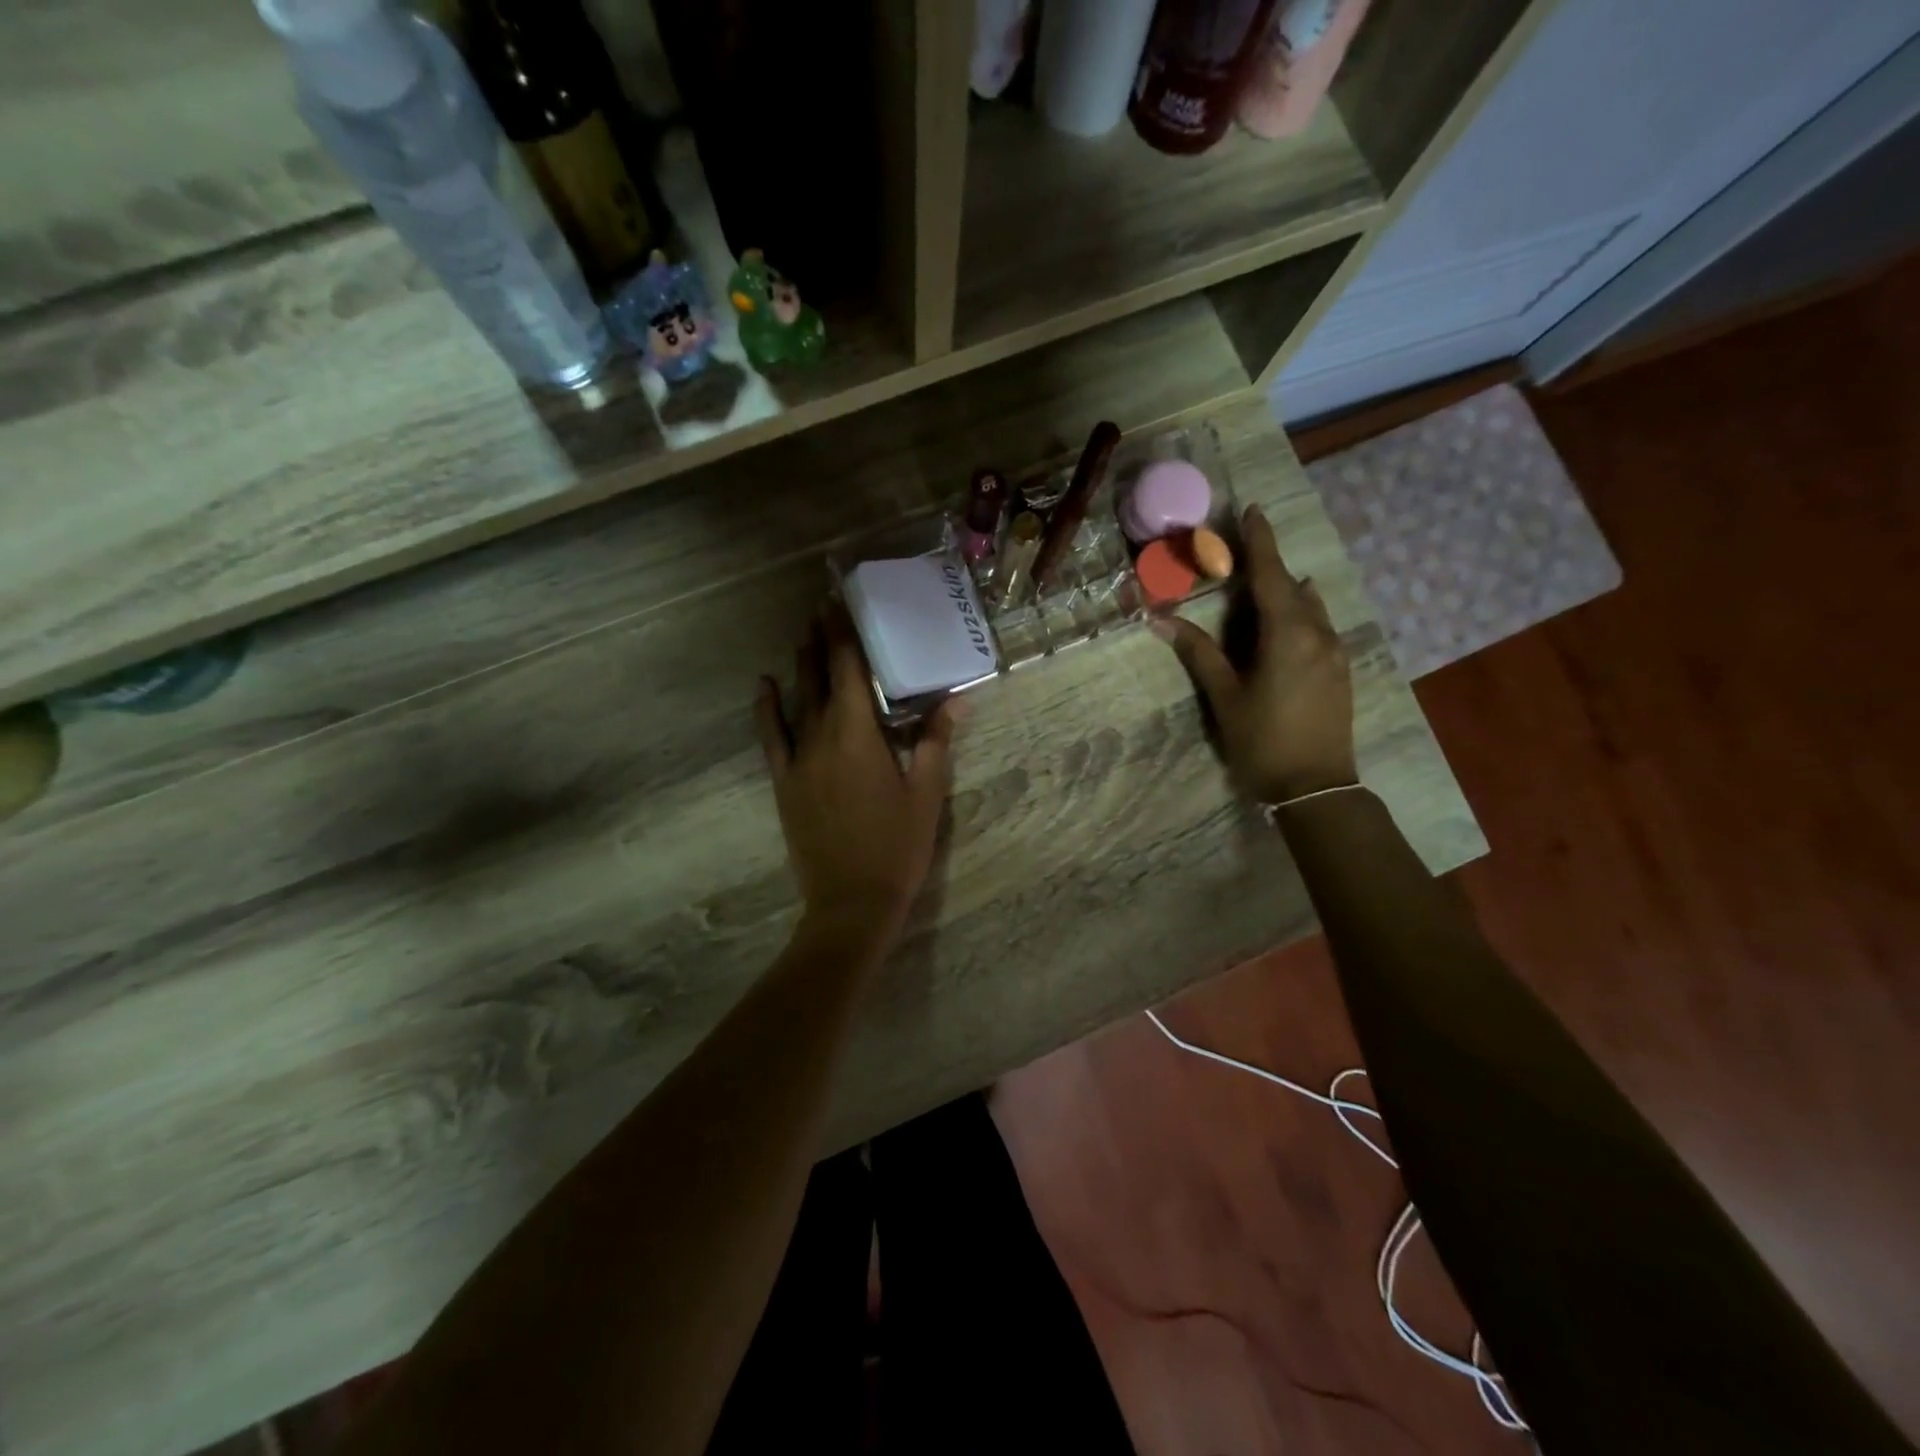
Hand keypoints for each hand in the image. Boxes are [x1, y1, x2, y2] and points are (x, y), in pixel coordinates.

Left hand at [754, 611, 956, 950]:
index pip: (850, 670)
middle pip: (820, 677)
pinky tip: (764, 685)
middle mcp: (822, 736)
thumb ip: (935, 741)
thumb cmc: (896, 847)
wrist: (851, 902)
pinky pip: (771, 736)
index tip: (839, 602)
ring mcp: (798, 760)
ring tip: (803, 634)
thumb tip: (955, 698)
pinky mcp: (785, 783)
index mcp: (858, 735)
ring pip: (797, 700)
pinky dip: (766, 708)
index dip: (844, 634)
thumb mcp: (925, 794)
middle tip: (822, 606)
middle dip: (822, 640)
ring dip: (801, 665)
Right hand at [1153, 505, 1357, 803]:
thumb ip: (1199, 653)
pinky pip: (1319, 627)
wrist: (1315, 787)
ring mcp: (1334, 652)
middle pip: (1292, 587)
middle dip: (1269, 566)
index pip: (1271, 575)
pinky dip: (1300, 614)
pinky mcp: (1340, 671)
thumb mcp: (1225, 696)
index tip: (1251, 511)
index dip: (1260, 542)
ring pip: (1310, 607)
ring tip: (1265, 586)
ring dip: (1287, 591)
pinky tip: (1289, 622)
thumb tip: (1162, 620)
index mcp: (1287, 633)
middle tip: (1244, 552)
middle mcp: (1317, 633)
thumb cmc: (1263, 740)